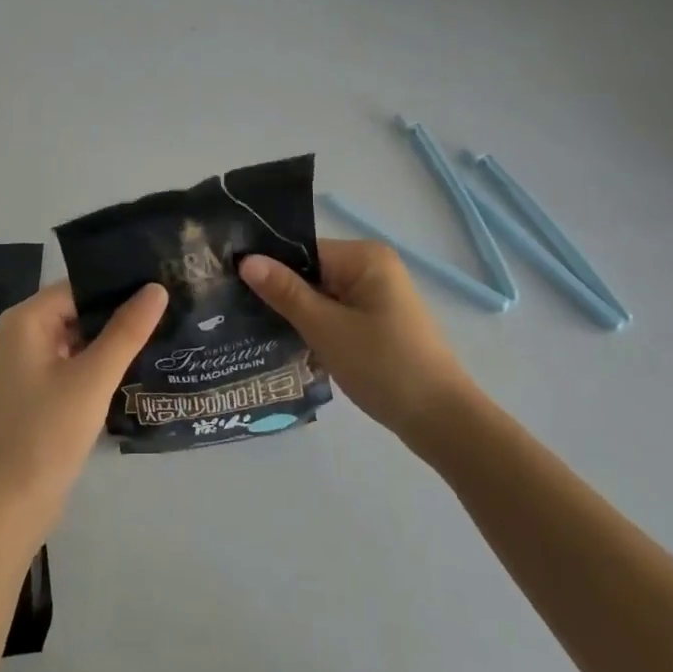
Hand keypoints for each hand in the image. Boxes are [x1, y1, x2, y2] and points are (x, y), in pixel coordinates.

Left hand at [0, 280, 167, 524]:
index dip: (118, 286)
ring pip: (80, 335)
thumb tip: (157, 288)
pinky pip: (75, 359)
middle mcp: (23, 332)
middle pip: (79, 308)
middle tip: (169, 306)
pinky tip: (135, 361)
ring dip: (112, 337)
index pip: (79, 286)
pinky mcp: (40, 387)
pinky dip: (100, 360)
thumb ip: (126, 331)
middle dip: (119, 311)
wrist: (13, 503)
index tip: (161, 284)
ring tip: (162, 328)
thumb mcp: (93, 378)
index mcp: (26, 319)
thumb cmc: (48, 432)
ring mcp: (30, 361)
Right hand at [240, 239, 475, 443]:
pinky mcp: (379, 323)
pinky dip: (316, 329)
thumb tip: (246, 260)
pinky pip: (336, 315)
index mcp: (364, 257)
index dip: (268, 268)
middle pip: (311, 272)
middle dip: (280, 294)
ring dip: (297, 315)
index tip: (232, 285)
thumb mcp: (326, 328)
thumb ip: (285, 292)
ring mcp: (378, 297)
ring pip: (321, 297)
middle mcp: (373, 268)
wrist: (441, 421)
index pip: (302, 250)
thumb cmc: (383, 366)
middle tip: (237, 312)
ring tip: (256, 330)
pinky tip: (290, 347)